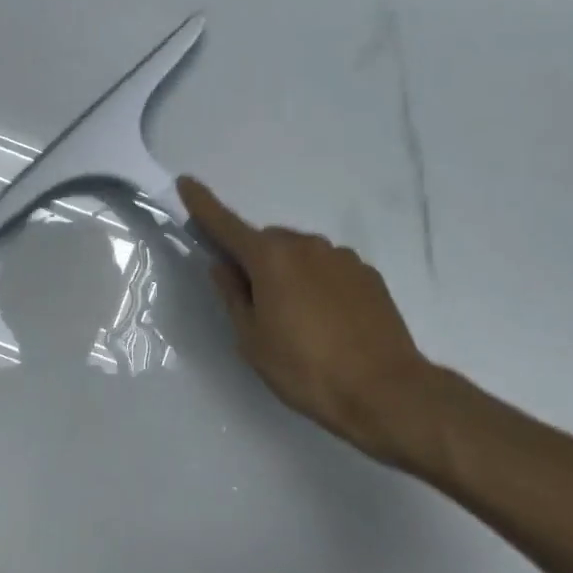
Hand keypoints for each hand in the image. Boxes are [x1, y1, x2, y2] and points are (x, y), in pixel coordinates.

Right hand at [180, 177, 434, 465]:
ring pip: (300, 255)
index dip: (203, 204)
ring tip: (297, 321)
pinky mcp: (368, 274)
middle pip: (267, 242)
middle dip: (254, 261)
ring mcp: (342, 257)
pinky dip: (317, 283)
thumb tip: (222, 266)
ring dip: (288, 273)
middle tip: (255, 305)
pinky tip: (327, 321)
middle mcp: (307, 246)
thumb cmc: (306, 369)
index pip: (226, 224)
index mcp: (271, 259)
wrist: (385, 390)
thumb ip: (233, 296)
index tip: (186, 182)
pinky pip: (328, 269)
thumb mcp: (253, 341)